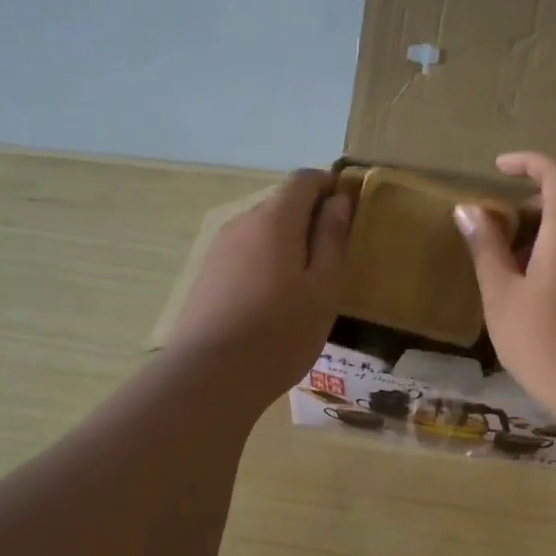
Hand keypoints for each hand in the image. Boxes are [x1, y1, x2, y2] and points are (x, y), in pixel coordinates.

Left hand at [163, 169, 349, 405]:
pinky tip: (272, 302)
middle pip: (281, 203)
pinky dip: (264, 263)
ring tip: (303, 287)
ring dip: (286, 244)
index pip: (304, 178)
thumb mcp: (323, 288)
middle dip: (309, 219)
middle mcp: (242, 222)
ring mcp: (219, 248)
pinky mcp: (206, 274)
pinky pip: (244, 253)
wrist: (209, 376)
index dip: (329, 187)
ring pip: (262, 230)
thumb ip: (331, 239)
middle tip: (332, 260)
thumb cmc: (280, 333)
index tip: (348, 214)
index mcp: (274, 219)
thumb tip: (338, 200)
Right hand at [454, 152, 555, 414]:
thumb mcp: (502, 296)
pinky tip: (544, 302)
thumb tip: (468, 209)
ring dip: (545, 239)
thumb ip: (486, 247)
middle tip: (497, 239)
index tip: (499, 168)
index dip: (528, 162)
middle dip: (530, 210)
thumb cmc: (546, 343)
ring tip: (514, 277)